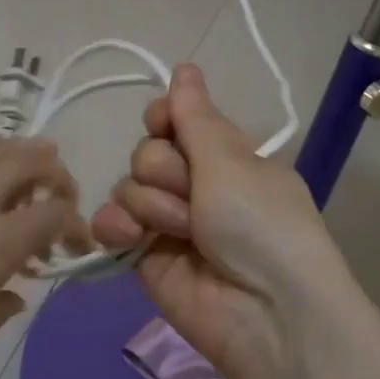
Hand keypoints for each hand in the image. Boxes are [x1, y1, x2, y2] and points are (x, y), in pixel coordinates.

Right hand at [92, 64, 347, 378]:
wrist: (266, 312)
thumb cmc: (260, 222)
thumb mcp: (231, 161)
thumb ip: (195, 116)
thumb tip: (185, 66)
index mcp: (225, 157)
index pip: (175, 118)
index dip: (165, 117)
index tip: (165, 123)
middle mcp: (197, 184)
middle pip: (148, 151)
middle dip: (166, 170)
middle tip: (196, 198)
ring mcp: (169, 222)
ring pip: (128, 185)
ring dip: (152, 204)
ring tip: (183, 232)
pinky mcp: (145, 257)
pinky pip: (112, 223)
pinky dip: (116, 226)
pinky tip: (132, 238)